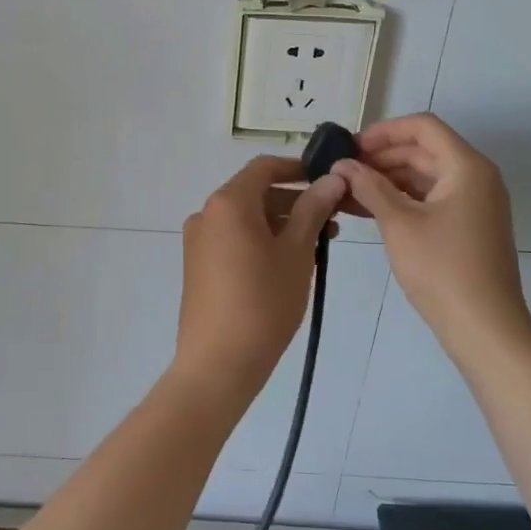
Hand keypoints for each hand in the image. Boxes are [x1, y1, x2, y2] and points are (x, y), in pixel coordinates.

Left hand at [174, 157, 347, 404]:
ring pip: (245, 218)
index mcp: (227, 203)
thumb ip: (313, 210)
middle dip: (295, 201)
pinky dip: (261, 240)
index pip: (264, 167)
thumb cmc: (264, 301)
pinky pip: (233, 239)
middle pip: (255, 193)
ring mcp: (198, 241)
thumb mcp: (296, 252)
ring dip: (281, 223)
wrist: (218, 362)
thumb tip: (331, 178)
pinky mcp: (198, 265)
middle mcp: (206, 214)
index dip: (298, 169)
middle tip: (332, 220)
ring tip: (318, 246)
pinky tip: (289, 263)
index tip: (328, 180)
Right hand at [333, 115, 530, 357]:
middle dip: (381, 157)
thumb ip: (369, 187)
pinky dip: (401, 200)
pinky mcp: (467, 226)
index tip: (350, 147)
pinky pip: (430, 199)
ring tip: (347, 191)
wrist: (484, 327)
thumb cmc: (442, 269)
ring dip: (387, 180)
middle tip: (342, 171)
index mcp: (466, 167)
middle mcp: (475, 177)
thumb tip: (342, 165)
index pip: (423, 127)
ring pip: (424, 176)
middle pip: (423, 150)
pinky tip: (367, 210)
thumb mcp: (399, 223)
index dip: (384, 131)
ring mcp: (473, 203)